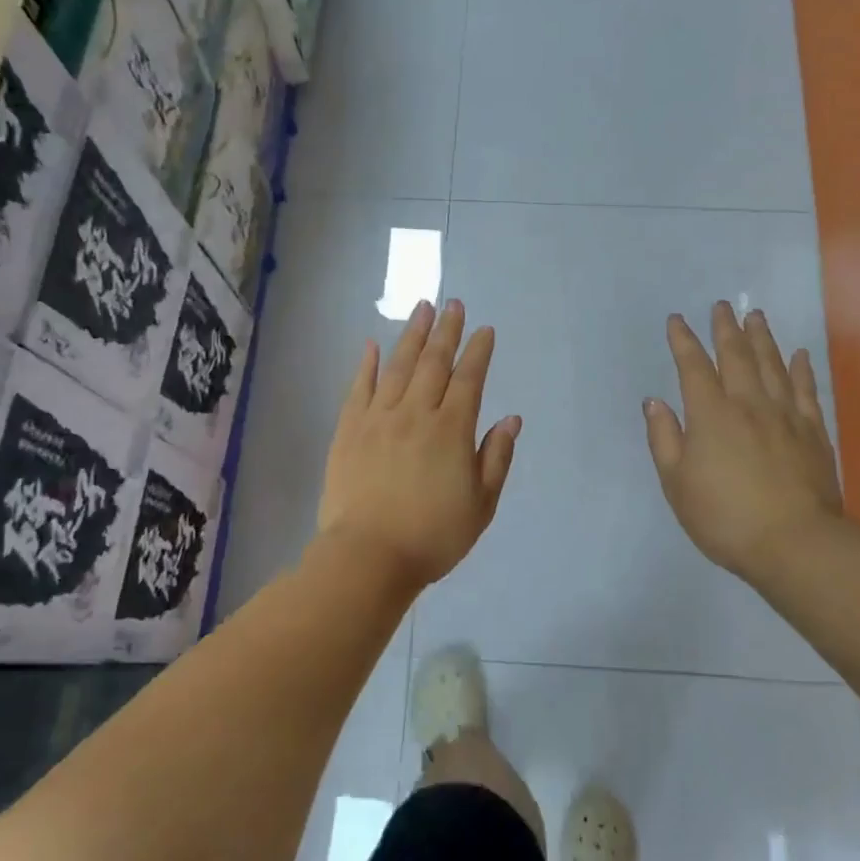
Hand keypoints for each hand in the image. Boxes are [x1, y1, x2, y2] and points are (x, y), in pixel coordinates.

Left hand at [316, 299, 520, 591]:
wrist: (368, 556)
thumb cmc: (433, 536)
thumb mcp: (481, 504)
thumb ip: (496, 458)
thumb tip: (511, 418)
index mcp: (451, 430)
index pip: (469, 380)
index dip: (478, 352)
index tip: (484, 330)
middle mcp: (415, 414)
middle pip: (433, 363)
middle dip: (446, 331)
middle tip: (453, 303)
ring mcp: (378, 419)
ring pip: (397, 366)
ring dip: (412, 335)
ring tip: (422, 309)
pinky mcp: (348, 430)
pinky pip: (358, 388)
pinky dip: (366, 364)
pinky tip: (372, 344)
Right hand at [643, 303, 843, 591]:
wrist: (795, 543)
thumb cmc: (724, 517)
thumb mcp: (677, 484)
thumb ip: (664, 439)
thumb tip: (655, 402)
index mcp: (710, 415)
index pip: (693, 367)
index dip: (683, 341)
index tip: (677, 320)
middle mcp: (748, 404)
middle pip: (736, 356)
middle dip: (726, 329)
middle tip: (722, 305)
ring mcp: (785, 415)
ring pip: (772, 365)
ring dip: (762, 338)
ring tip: (756, 315)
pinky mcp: (814, 432)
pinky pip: (806, 390)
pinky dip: (801, 369)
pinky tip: (799, 354)